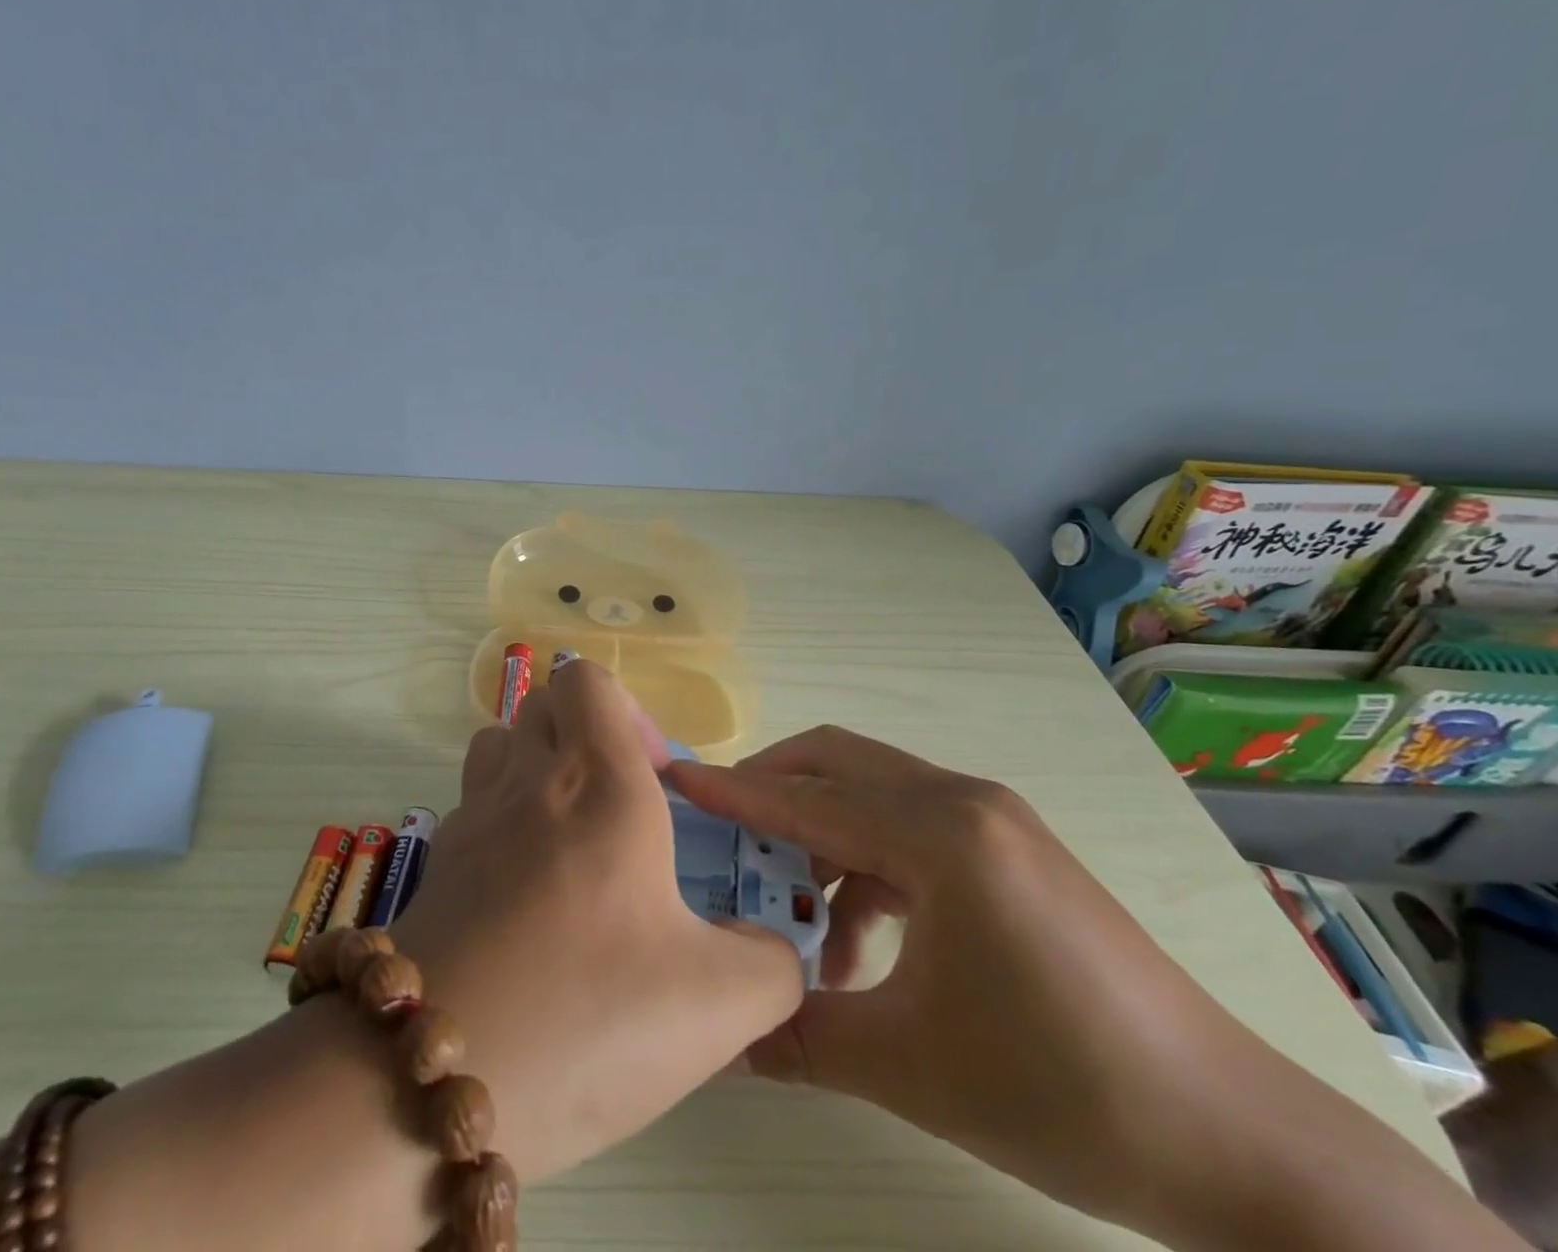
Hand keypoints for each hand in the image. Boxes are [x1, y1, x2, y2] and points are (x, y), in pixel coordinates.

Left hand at [386, 660, 803, 1183]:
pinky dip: (503, 820)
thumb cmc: (586, 1017)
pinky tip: (528, 895)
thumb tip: (770, 945)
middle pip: (543, 704)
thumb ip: (772, 963)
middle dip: (586, 733)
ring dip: (537, 765)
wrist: (432, 1087)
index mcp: (598, 783)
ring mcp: (472, 820)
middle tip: (622, 805)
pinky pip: (473, 804)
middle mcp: (528, 782)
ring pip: (499, 745)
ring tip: (572, 836)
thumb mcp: (719, 1005)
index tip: (657, 780)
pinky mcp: (437, 866)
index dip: (627, 711)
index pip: (586, 680)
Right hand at [663, 727, 1289, 1226]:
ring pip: (872, 795)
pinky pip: (910, 830)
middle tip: (722, 837)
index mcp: (941, 833)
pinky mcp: (1009, 849)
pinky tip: (857, 943)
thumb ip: (797, 1035)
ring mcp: (993, 820)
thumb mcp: (907, 1065)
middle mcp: (964, 801)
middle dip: (771, 790)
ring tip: (794, 922)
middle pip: (838, 763)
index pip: (808, 798)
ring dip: (820, 840)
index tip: (673, 780)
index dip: (733, 791)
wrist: (1233, 1142)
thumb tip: (719, 1036)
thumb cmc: (1061, 1089)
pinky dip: (866, 867)